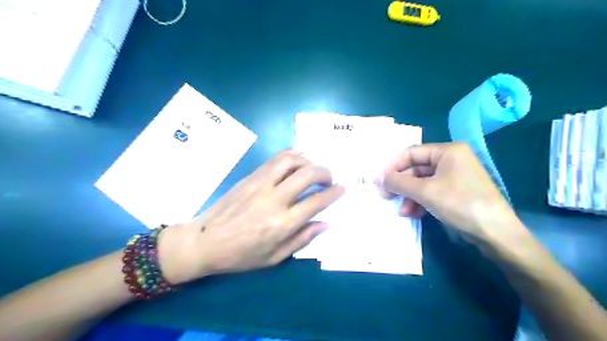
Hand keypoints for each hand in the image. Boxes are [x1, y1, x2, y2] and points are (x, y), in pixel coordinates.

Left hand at [159, 151, 342, 283]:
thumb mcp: (274, 257)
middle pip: (307, 175)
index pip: (316, 201)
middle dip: (325, 172)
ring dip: (308, 161)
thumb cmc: (241, 255)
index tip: (342, 188)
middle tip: (329, 178)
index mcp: (282, 223)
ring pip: (291, 160)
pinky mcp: (250, 177)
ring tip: (312, 169)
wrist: (205, 241)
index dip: (334, 193)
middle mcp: (274, 199)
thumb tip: (324, 223)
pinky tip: (297, 161)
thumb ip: (302, 239)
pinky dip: (291, 155)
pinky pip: (274, 159)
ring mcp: (260, 184)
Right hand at [378, 142, 526, 246]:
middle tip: (386, 196)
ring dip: (409, 196)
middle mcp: (451, 159)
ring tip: (402, 211)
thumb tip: (378, 178)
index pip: (411, 153)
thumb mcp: (425, 192)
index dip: (393, 166)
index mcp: (447, 151)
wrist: (496, 234)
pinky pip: (431, 192)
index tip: (379, 181)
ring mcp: (454, 176)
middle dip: (401, 185)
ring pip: (422, 182)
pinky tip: (414, 213)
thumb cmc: (460, 204)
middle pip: (416, 168)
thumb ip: (399, 182)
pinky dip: (420, 201)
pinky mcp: (456, 192)